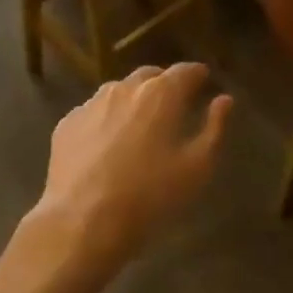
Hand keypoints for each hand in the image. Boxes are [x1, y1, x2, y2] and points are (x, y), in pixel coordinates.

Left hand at [27, 63, 231, 281]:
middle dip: (165, 83)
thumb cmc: (150, 195)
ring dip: (134, 100)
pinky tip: (108, 144)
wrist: (83, 221)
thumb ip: (214, 128)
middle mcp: (124, 88)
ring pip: (119, 91)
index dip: (197, 74)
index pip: (185, 71)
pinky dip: (107, 119)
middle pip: (150, 75)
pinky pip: (94, 112)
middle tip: (174, 104)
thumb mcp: (197, 167)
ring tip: (140, 123)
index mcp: (161, 94)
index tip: (204, 80)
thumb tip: (224, 100)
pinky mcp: (67, 124)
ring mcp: (91, 104)